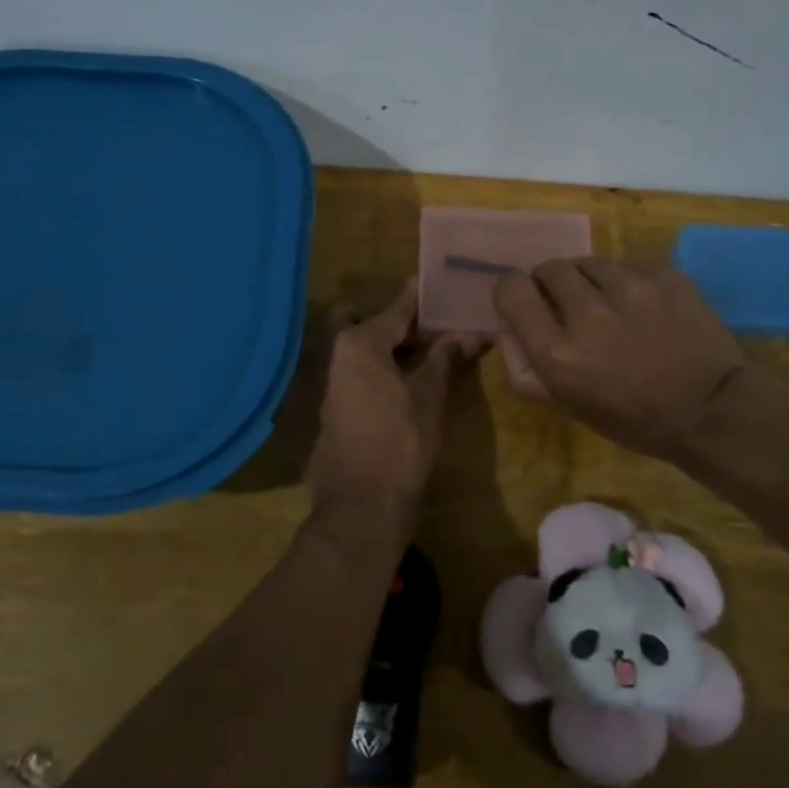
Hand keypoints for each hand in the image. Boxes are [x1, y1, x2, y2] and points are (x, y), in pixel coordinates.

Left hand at [306, 281, 480, 554]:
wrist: (361, 504)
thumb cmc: (401, 442)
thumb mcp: (429, 396)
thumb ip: (443, 358)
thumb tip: (463, 333)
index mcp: (359, 342)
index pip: (395, 309)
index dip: (418, 299)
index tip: (432, 283)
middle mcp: (334, 353)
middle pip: (364, 323)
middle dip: (391, 323)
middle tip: (425, 332)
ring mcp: (324, 380)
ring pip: (354, 348)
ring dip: (382, 347)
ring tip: (419, 357)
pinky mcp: (325, 406)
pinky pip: (350, 372)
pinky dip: (372, 369)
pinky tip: (398, 383)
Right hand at [493, 260, 749, 460]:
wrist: (712, 411)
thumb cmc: (631, 418)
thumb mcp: (565, 406)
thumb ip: (522, 366)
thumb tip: (506, 326)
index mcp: (557, 350)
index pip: (511, 287)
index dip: (513, 291)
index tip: (525, 303)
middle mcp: (588, 312)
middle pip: (549, 268)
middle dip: (551, 284)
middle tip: (570, 306)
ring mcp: (631, 288)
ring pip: (590, 263)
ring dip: (590, 281)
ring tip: (610, 306)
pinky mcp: (666, 277)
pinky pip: (631, 267)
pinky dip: (629, 283)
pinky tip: (645, 310)